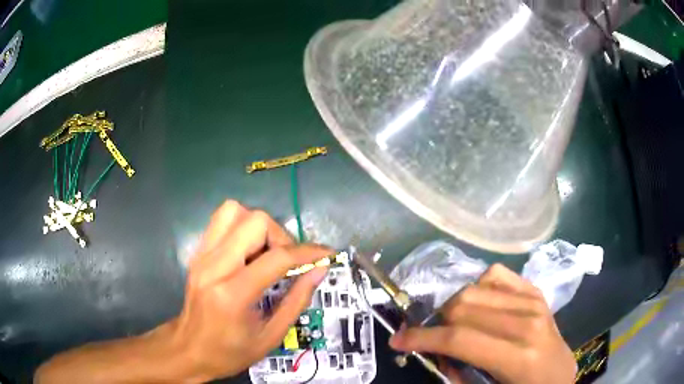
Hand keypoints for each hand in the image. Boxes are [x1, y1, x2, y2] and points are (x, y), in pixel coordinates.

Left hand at [166, 201, 331, 381]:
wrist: (189, 349)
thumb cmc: (230, 351)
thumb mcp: (271, 336)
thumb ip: (297, 300)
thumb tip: (319, 270)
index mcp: (233, 295)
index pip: (276, 258)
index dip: (307, 252)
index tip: (325, 255)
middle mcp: (213, 266)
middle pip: (254, 221)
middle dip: (281, 236)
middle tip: (287, 261)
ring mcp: (201, 256)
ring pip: (234, 211)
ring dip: (259, 227)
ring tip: (267, 253)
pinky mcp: (197, 253)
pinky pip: (222, 221)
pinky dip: (242, 227)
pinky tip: (250, 252)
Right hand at [389, 264, 576, 383]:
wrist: (559, 373)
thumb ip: (456, 373)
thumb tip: (433, 350)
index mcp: (518, 356)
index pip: (459, 338)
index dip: (421, 338)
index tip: (397, 340)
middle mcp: (528, 321)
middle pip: (463, 307)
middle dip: (435, 324)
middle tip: (431, 340)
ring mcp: (534, 300)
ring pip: (474, 288)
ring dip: (453, 308)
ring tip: (454, 325)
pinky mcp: (535, 290)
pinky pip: (495, 274)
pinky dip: (477, 287)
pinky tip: (477, 305)